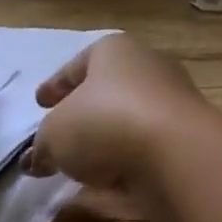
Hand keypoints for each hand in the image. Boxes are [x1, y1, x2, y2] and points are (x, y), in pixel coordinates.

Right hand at [22, 33, 210, 190]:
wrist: (176, 148)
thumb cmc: (107, 122)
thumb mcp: (54, 134)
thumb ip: (42, 144)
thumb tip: (38, 158)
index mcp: (115, 49)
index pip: (79, 63)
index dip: (57, 83)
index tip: (41, 102)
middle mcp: (147, 63)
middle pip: (106, 86)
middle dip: (82, 108)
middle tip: (57, 131)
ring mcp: (170, 95)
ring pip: (126, 113)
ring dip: (104, 133)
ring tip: (78, 158)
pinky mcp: (183, 128)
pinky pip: (144, 138)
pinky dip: (125, 151)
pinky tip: (107, 172)